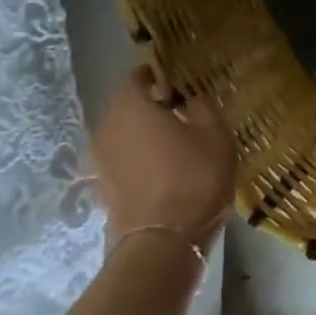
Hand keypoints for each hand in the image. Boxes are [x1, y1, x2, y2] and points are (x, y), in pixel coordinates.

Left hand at [90, 68, 236, 254]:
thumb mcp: (215, 134)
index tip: (179, 78)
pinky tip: (164, 165)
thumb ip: (202, 106)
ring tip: (175, 138)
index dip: (157, 73)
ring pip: (123, 132)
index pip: (135, 77)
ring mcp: (100, 159)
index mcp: (131, 107)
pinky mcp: (103, 185)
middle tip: (182, 107)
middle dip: (151, 103)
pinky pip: (122, 157)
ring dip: (144, 131)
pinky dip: (139, 155)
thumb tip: (191, 96)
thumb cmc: (194, 177)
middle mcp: (106, 127)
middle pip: (126, 105)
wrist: (163, 241)